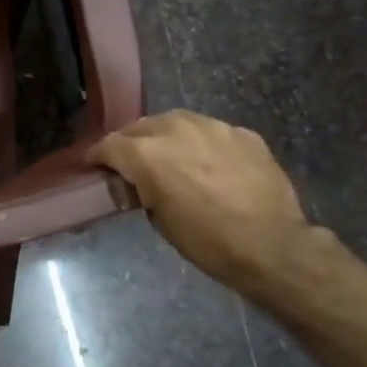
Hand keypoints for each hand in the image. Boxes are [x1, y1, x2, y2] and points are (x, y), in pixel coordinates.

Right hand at [90, 111, 314, 295]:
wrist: (272, 245)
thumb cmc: (207, 241)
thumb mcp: (159, 219)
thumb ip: (142, 188)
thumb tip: (140, 181)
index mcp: (146, 153)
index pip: (108, 145)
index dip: (98, 156)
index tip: (94, 165)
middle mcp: (174, 129)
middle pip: (140, 127)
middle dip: (131, 143)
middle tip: (132, 163)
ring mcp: (212, 127)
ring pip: (175, 121)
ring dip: (165, 136)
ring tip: (170, 156)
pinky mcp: (242, 133)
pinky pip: (210, 132)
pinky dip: (201, 143)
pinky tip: (208, 163)